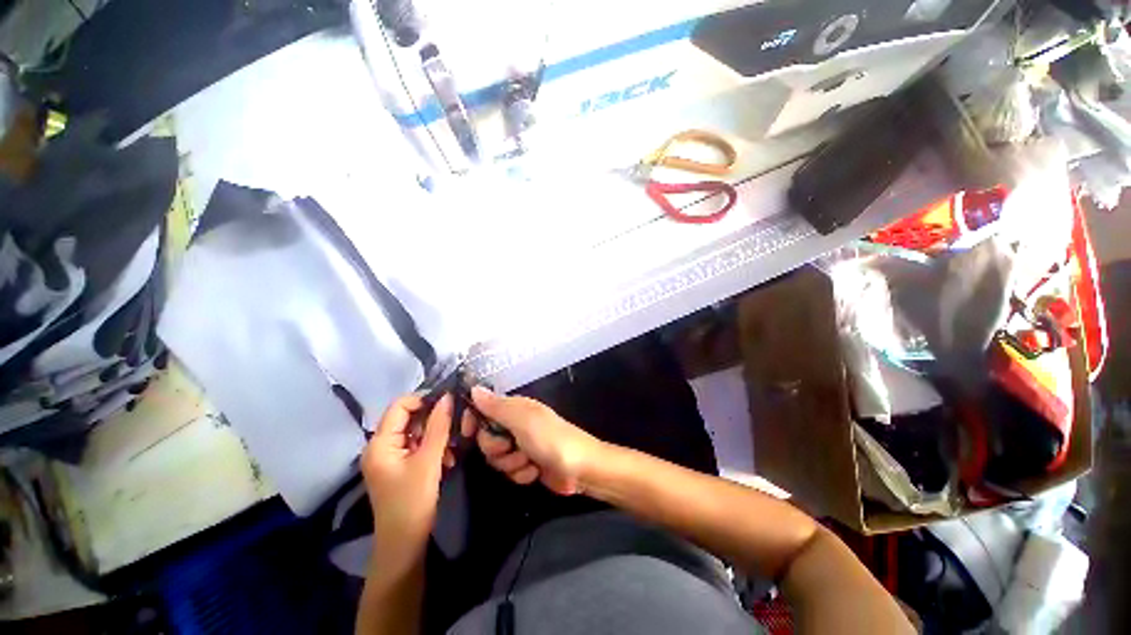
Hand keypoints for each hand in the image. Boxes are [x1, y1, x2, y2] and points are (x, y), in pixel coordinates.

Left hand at [361, 394, 459, 575]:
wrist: (404, 545)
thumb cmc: (413, 501)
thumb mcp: (429, 461)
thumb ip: (439, 426)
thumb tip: (447, 397)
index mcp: (380, 443)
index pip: (400, 406)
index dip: (424, 400)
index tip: (449, 404)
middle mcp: (380, 446)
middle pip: (408, 418)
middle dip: (433, 421)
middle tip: (455, 428)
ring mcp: (389, 458)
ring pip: (416, 433)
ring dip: (436, 436)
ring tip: (452, 449)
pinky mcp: (399, 467)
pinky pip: (417, 447)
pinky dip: (433, 449)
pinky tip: (447, 460)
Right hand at [470, 386, 605, 494]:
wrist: (580, 468)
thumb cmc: (551, 439)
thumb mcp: (522, 420)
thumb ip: (496, 407)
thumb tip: (473, 389)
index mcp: (515, 408)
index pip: (483, 409)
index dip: (473, 421)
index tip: (467, 433)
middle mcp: (516, 425)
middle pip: (486, 438)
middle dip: (497, 448)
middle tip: (512, 446)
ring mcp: (521, 446)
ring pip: (496, 458)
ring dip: (511, 463)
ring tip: (530, 461)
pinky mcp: (526, 465)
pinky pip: (509, 472)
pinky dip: (521, 474)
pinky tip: (535, 472)